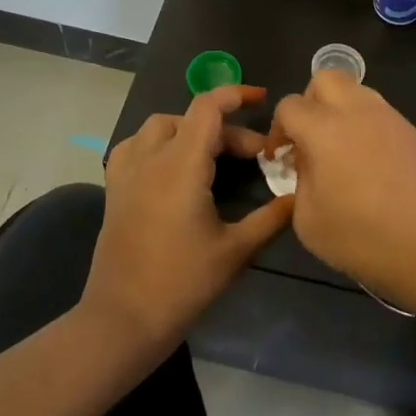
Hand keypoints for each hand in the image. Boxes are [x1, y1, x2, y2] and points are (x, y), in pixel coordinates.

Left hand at [83, 86, 293, 358]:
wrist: (122, 320)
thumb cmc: (182, 284)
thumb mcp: (236, 251)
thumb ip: (271, 217)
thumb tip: (300, 194)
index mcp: (181, 166)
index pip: (207, 108)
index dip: (236, 95)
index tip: (262, 99)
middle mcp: (150, 158)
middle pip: (191, 119)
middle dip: (227, 130)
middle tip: (256, 157)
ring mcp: (127, 173)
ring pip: (159, 127)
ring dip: (190, 130)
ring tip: (215, 154)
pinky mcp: (115, 190)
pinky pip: (135, 146)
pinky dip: (159, 142)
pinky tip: (173, 166)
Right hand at [271, 72, 415, 317]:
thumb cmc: (364, 238)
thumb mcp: (309, 221)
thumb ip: (299, 182)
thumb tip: (307, 163)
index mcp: (324, 128)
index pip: (290, 105)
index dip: (278, 130)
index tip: (281, 159)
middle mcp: (357, 111)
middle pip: (325, 78)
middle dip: (309, 102)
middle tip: (308, 138)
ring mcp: (390, 118)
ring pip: (356, 90)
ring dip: (339, 109)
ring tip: (338, 150)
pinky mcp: (413, 132)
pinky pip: (379, 112)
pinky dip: (365, 124)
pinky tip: (367, 162)